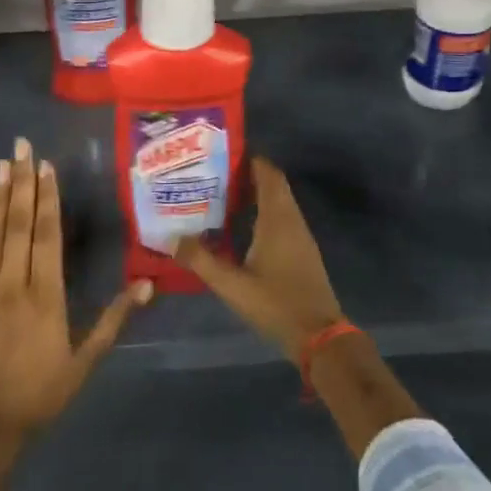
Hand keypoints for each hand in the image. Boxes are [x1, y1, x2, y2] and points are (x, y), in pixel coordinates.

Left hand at [0, 137, 153, 436]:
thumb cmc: (43, 393)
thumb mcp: (86, 359)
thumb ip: (114, 318)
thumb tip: (148, 284)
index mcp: (46, 295)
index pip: (47, 235)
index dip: (47, 198)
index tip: (46, 166)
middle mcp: (13, 285)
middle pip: (17, 226)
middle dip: (21, 183)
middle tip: (21, 146)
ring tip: (0, 166)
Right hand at [175, 157, 346, 360]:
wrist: (318, 336)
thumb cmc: (276, 303)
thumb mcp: (231, 284)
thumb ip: (201, 260)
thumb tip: (172, 237)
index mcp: (278, 219)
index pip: (268, 174)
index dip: (250, 160)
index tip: (222, 154)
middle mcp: (292, 220)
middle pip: (273, 185)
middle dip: (247, 176)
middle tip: (214, 175)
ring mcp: (301, 237)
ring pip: (279, 203)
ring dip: (255, 195)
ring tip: (221, 197)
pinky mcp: (302, 252)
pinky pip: (282, 220)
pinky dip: (263, 214)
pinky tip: (241, 228)